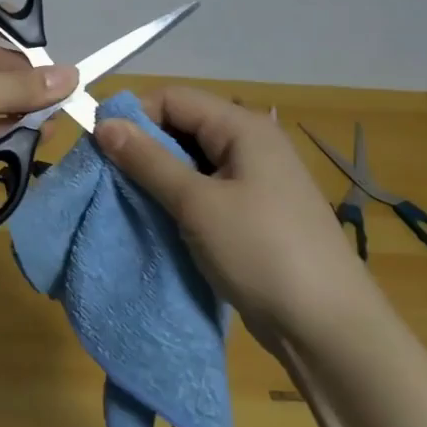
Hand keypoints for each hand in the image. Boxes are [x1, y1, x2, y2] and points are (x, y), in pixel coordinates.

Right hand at [94, 86, 372, 345]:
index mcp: (243, 128)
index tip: (99, 149)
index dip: (133, 117)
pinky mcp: (251, 212)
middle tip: (108, 179)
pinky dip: (176, 198)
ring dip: (157, 176)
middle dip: (142, 147)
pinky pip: (203, 189)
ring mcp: (253, 179)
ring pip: (190, 160)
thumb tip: (103, 124)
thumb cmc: (261, 252)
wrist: (327, 327)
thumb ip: (148, 160)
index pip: (173, 98)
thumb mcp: (197, 204)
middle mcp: (250, 144)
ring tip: (127, 201)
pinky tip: (157, 219)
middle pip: (182, 126)